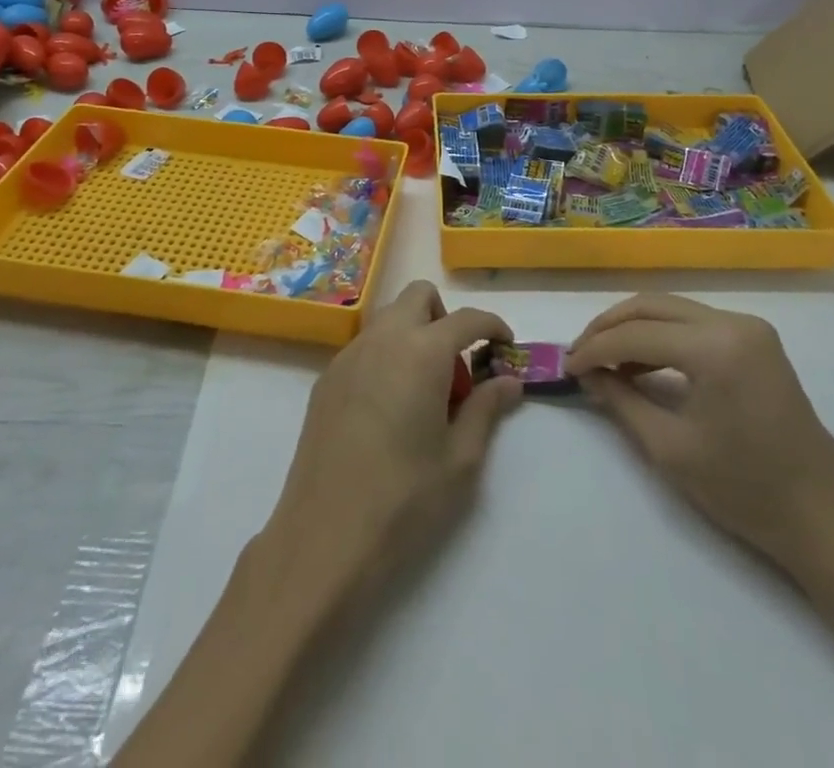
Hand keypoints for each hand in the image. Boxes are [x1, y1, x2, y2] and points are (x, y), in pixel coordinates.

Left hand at [257, 281, 521, 590]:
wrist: (324, 537)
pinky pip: (365, 346)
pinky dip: (387, 356)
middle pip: (419, 297)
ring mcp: (348, 356)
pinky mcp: (326, 379)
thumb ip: (486, 409)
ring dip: (414, 334)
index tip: (506, 346)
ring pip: (389, 318)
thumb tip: (509, 381)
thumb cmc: (403, 499)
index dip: (493, 326)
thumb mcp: (460, 459)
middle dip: (446, 318)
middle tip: (458, 368)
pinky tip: (389, 408)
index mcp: (422, 352)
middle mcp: (383, 339)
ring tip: (424, 392)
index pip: (466, 319)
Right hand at [567, 295, 833, 571]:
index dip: (595, 349)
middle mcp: (733, 322)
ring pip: (671, 309)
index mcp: (716, 346)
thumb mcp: (670, 448)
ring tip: (603, 361)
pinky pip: (694, 324)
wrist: (825, 519)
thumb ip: (621, 401)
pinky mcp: (756, 340)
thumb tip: (587, 375)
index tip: (565, 367)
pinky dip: (661, 336)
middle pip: (652, 306)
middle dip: (609, 328)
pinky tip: (641, 362)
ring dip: (633, 329)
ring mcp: (749, 328)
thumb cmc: (746, 491)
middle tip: (579, 355)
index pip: (637, 333)